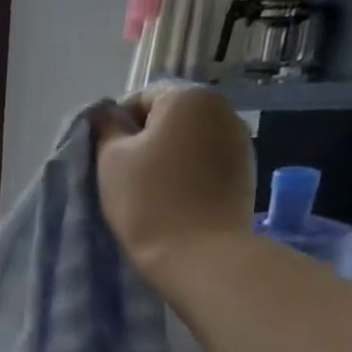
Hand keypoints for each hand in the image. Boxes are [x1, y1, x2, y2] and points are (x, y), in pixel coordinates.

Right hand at [93, 83, 253, 282]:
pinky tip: (176, 200)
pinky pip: (207, 162)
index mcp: (188, 97)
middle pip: (169, 117)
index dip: (117, 125)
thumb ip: (106, 128)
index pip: (142, 98)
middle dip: (145, 140)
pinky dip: (188, 173)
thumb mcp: (110, 160)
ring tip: (150, 191)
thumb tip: (105, 114)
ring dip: (168, 157)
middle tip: (124, 176)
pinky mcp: (245, 171)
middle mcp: (222, 108)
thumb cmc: (147, 201)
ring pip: (189, 140)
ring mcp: (240, 140)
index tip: (105, 157)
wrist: (199, 254)